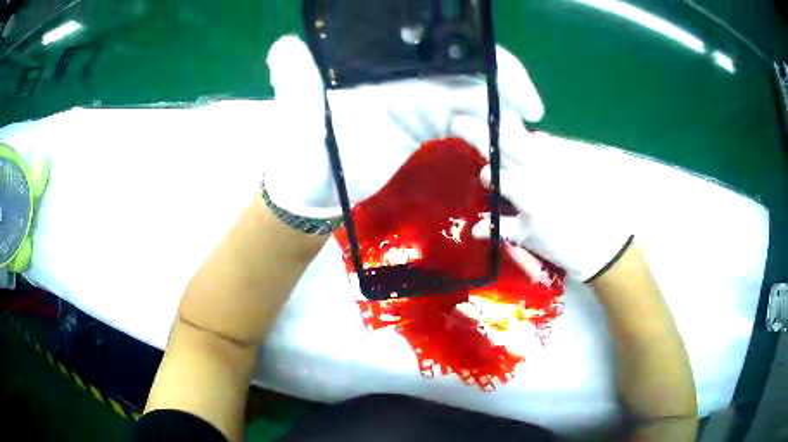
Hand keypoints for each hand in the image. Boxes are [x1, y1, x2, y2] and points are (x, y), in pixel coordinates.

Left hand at [263, 35, 544, 218]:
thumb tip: (286, 44)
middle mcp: (408, 77)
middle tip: (530, 127)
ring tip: (521, 156)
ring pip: (475, 102)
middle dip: (507, 97)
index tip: (521, 96)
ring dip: (503, 125)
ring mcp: (419, 101)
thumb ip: (294, 77)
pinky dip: (486, 138)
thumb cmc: (302, 149)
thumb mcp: (296, 110)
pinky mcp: (424, 125)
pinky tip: (499, 159)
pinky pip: (467, 126)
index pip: (448, 54)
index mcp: (386, 67)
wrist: (309, 185)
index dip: (489, 66)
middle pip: (472, 76)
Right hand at [471, 133, 632, 281]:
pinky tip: (533, 145)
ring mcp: (556, 164)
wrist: (601, 245)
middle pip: (507, 145)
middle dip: (487, 136)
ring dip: (510, 133)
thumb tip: (473, 229)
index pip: (495, 174)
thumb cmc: (562, 246)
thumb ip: (501, 228)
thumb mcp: (529, 239)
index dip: (486, 175)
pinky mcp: (571, 163)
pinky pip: (549, 144)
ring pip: (527, 139)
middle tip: (471, 129)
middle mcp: (539, 173)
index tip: (486, 180)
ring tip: (501, 133)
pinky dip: (537, 141)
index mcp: (526, 194)